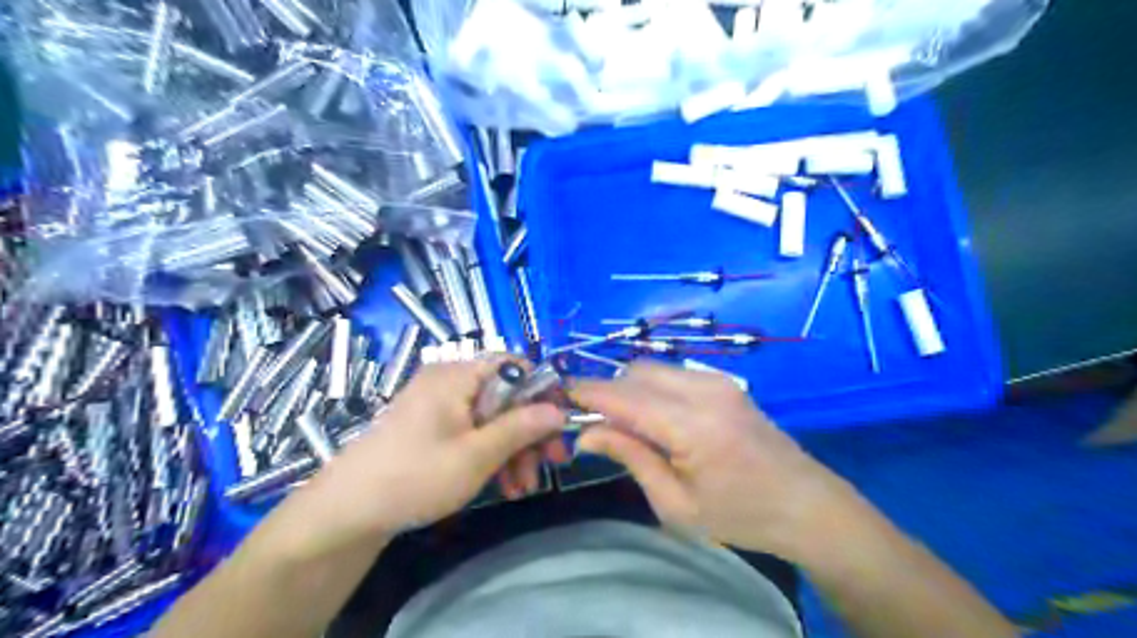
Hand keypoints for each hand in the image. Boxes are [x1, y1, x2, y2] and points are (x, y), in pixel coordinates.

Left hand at [299, 357, 565, 546]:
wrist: (347, 511)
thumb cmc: (415, 476)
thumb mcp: (476, 455)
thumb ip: (521, 428)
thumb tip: (559, 410)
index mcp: (457, 375)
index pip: (513, 365)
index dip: (542, 391)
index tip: (559, 424)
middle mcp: (449, 381)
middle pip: (506, 395)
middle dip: (530, 431)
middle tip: (551, 464)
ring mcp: (440, 404)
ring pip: (493, 417)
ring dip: (514, 450)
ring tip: (522, 488)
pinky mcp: (433, 426)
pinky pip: (474, 430)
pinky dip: (492, 454)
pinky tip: (503, 485)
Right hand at [573, 361, 856, 559]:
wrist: (807, 504)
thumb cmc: (741, 516)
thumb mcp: (677, 504)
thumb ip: (631, 457)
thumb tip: (587, 434)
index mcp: (691, 424)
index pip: (623, 396)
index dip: (586, 394)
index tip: (559, 398)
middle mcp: (703, 390)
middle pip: (635, 373)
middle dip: (608, 392)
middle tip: (596, 426)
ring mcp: (717, 381)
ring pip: (653, 369)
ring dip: (630, 389)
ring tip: (626, 426)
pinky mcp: (724, 382)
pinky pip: (673, 374)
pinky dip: (652, 388)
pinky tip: (656, 419)